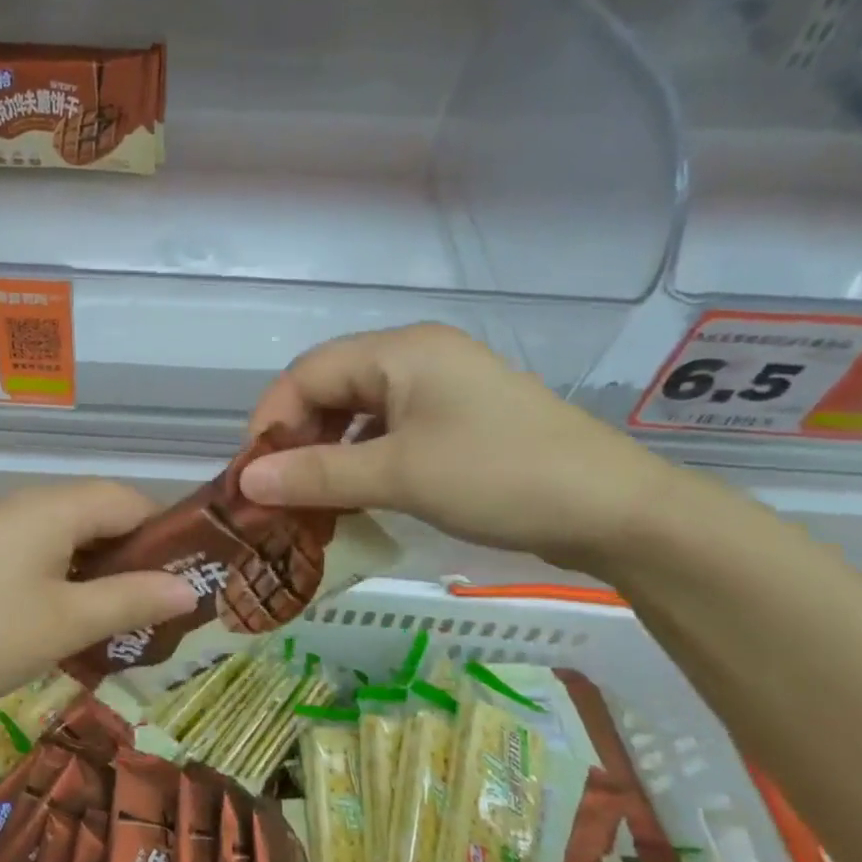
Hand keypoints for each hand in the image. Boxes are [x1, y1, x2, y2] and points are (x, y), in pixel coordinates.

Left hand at [0, 481, 197, 721]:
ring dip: (102, 570)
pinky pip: (41, 553)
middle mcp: (26, 505)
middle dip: (136, 556)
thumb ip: (132, 599)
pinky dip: (68, 578)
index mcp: (51, 506)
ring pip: (70, 536)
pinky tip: (73, 619)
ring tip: (124, 619)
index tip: (191, 579)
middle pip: (100, 514)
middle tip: (161, 607)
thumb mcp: (67, 622)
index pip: (130, 500)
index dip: (167, 534)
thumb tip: (191, 589)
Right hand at [242, 325, 671, 571]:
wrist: (615, 510)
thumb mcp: (398, 475)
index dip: (271, 421)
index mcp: (400, 351)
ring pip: (358, 411)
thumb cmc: (499, 477)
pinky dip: (361, 459)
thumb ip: (316, 476)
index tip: (254, 476)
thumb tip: (246, 481)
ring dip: (327, 452)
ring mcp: (441, 388)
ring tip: (309, 498)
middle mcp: (417, 357)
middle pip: (329, 387)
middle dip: (297, 439)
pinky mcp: (457, 419)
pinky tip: (355, 492)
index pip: (306, 373)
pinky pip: (389, 430)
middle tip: (278, 492)